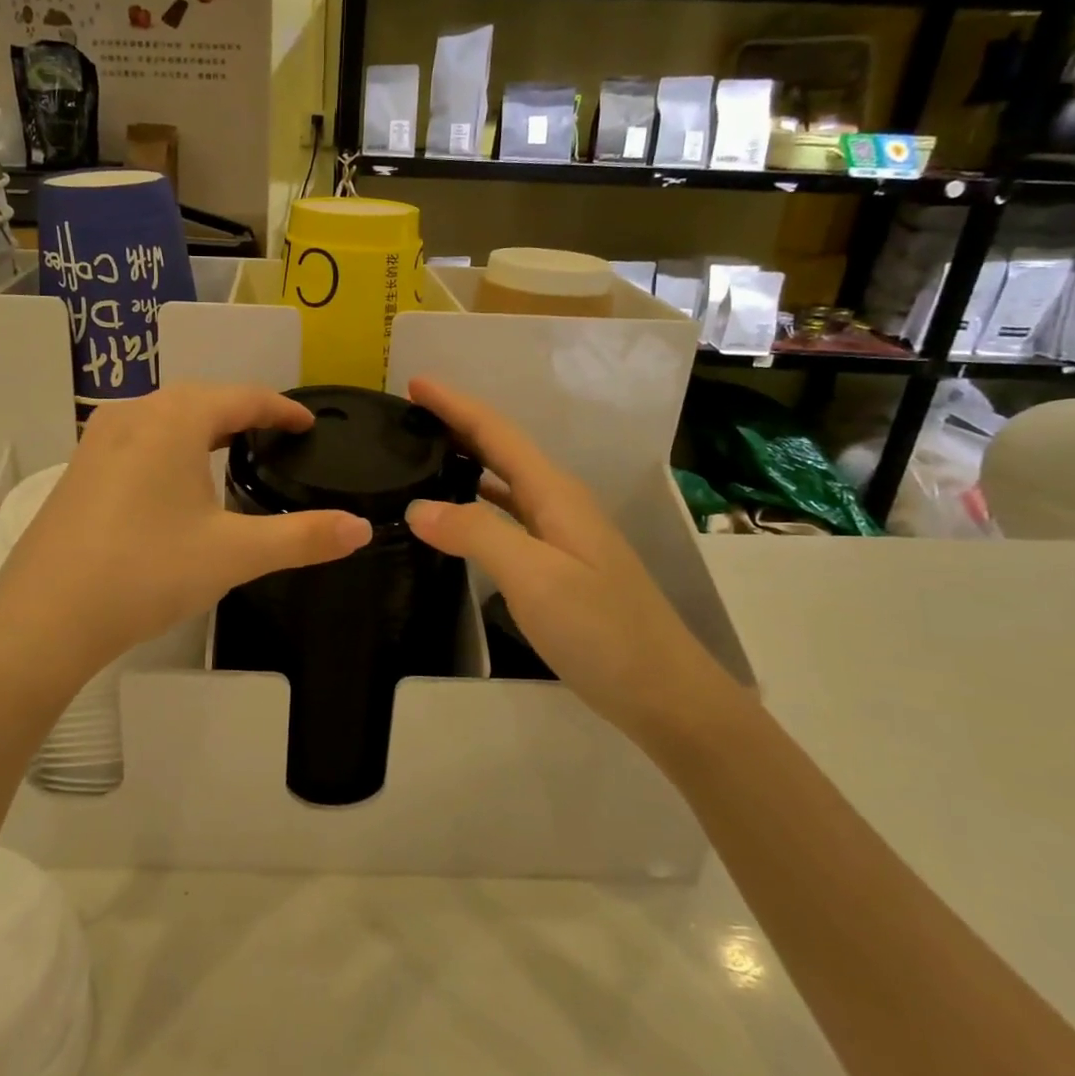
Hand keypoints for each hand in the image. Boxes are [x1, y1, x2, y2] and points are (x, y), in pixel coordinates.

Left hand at [0, 384, 372, 691]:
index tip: (309, 424)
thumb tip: (362, 528)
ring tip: (231, 452)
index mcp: (175, 419)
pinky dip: (170, 446)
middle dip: (242, 413)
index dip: (282, 409)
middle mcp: (134, 414)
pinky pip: (138, 439)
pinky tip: (174, 480)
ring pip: (165, 417)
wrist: (45, 617)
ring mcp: (98, 440)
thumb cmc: (147, 572)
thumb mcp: (234, 554)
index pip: (243, 398)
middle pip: (201, 399)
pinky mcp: (79, 469)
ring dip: (202, 427)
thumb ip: (303, 538)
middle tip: (276, 438)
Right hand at [401, 377, 735, 742]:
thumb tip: (418, 507)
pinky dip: (478, 500)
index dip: (455, 405)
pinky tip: (458, 514)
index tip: (414, 382)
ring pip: (505, 481)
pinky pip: (509, 515)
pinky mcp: (559, 564)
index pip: (496, 433)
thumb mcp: (535, 578)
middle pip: (502, 449)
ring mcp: (562, 534)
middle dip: (457, 424)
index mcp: (555, 494)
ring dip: (467, 459)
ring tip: (424, 453)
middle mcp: (559, 503)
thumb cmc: (602, 631)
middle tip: (409, 415)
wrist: (665, 693)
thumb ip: (477, 533)